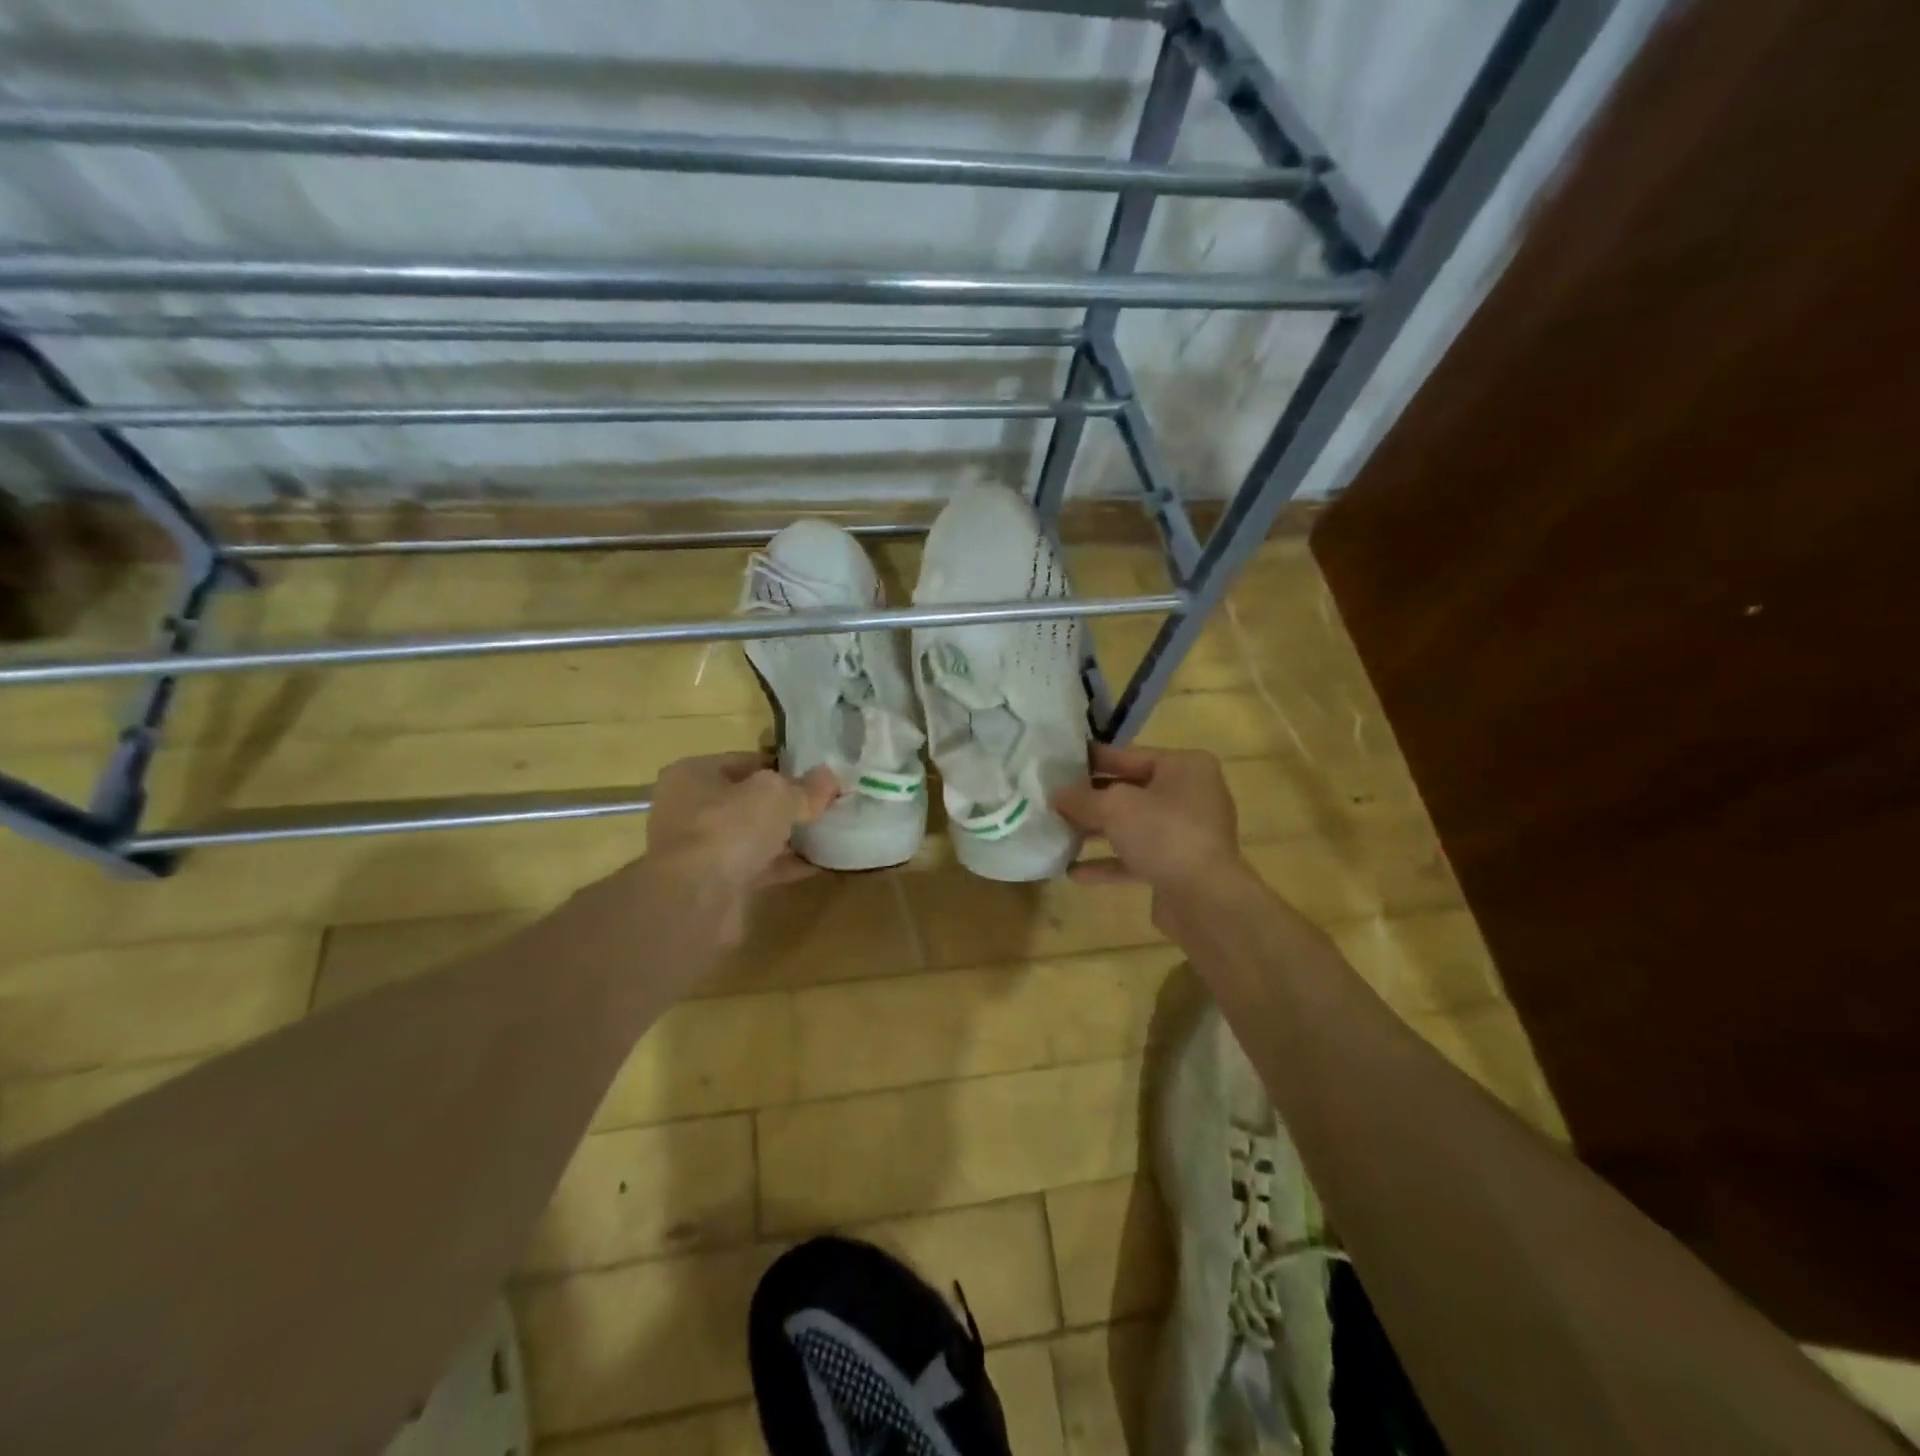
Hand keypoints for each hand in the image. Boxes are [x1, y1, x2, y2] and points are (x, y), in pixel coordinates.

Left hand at [647, 753, 839, 940]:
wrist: (696, 901)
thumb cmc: (729, 829)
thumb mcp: (777, 796)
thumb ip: (805, 787)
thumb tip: (829, 776)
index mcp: (693, 774)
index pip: (745, 761)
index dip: (782, 767)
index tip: (816, 778)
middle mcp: (688, 808)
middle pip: (746, 800)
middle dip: (783, 804)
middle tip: (822, 806)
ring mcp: (698, 849)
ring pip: (750, 835)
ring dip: (783, 837)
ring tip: (823, 834)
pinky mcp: (712, 883)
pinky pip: (755, 867)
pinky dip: (782, 865)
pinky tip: (815, 864)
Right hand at [1052, 743, 1244, 912]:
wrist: (1205, 899)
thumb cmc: (1163, 834)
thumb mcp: (1113, 807)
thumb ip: (1081, 798)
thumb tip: (1056, 796)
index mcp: (1185, 767)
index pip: (1130, 755)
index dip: (1093, 759)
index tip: (1060, 762)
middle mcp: (1190, 795)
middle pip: (1131, 791)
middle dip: (1092, 798)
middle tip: (1053, 799)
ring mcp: (1186, 834)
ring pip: (1132, 826)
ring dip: (1097, 831)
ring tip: (1058, 833)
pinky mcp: (1178, 867)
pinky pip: (1137, 858)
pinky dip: (1108, 862)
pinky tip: (1073, 871)